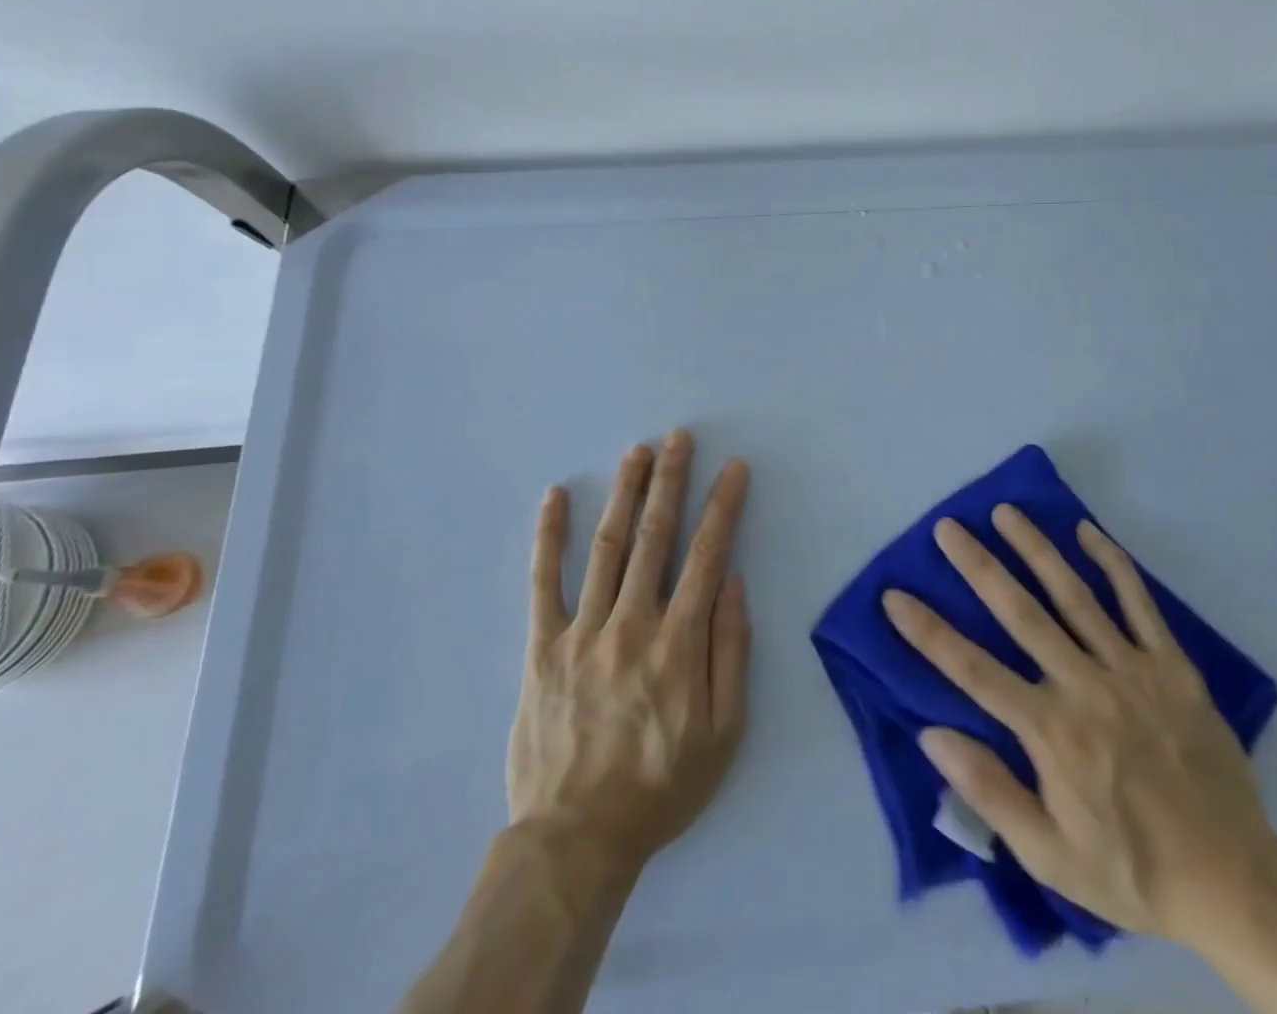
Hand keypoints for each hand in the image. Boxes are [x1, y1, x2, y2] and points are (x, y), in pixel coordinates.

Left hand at [509, 430, 751, 871]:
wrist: (576, 839)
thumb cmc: (661, 785)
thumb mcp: (723, 731)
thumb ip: (731, 651)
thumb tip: (732, 583)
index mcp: (679, 642)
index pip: (707, 555)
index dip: (723, 506)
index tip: (734, 468)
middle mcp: (632, 622)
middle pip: (655, 536)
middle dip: (671, 481)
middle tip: (679, 438)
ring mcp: (582, 631)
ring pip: (607, 546)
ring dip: (625, 494)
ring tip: (637, 452)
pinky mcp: (542, 647)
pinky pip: (543, 583)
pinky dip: (548, 537)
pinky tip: (555, 497)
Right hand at [882, 507, 1276, 952]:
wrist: (1234, 880)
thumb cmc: (1131, 870)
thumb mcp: (1050, 856)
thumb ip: (990, 792)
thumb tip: (932, 735)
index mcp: (1051, 731)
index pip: (974, 671)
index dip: (929, 633)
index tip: (895, 597)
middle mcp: (1085, 686)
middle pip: (1021, 614)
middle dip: (979, 566)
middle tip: (948, 527)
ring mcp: (1131, 669)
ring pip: (1074, 595)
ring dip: (1035, 549)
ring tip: (1005, 512)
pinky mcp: (1171, 665)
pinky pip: (1138, 603)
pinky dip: (1112, 563)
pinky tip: (1087, 531)